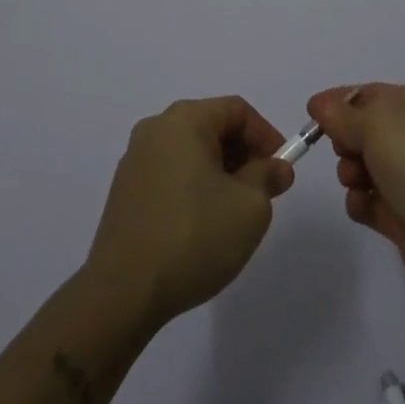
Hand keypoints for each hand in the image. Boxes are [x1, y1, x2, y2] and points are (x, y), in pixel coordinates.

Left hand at [83, 96, 294, 328]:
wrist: (123, 293)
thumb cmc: (194, 237)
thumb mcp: (250, 207)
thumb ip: (267, 177)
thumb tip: (275, 167)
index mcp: (185, 120)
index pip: (237, 110)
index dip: (266, 135)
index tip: (281, 169)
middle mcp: (156, 129)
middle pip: (212, 127)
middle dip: (243, 154)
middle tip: (263, 190)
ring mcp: (134, 160)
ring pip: (191, 152)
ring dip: (219, 172)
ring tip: (234, 211)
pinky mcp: (124, 192)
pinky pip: (170, 174)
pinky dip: (193, 186)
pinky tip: (202, 224)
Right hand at [307, 83, 404, 292]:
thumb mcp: (376, 123)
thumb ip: (342, 114)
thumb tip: (319, 103)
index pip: (372, 95)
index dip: (341, 102)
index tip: (313, 114)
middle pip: (366, 131)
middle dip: (347, 140)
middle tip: (344, 150)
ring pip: (365, 167)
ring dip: (351, 172)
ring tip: (355, 181)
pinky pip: (370, 201)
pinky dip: (361, 202)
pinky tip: (363, 205)